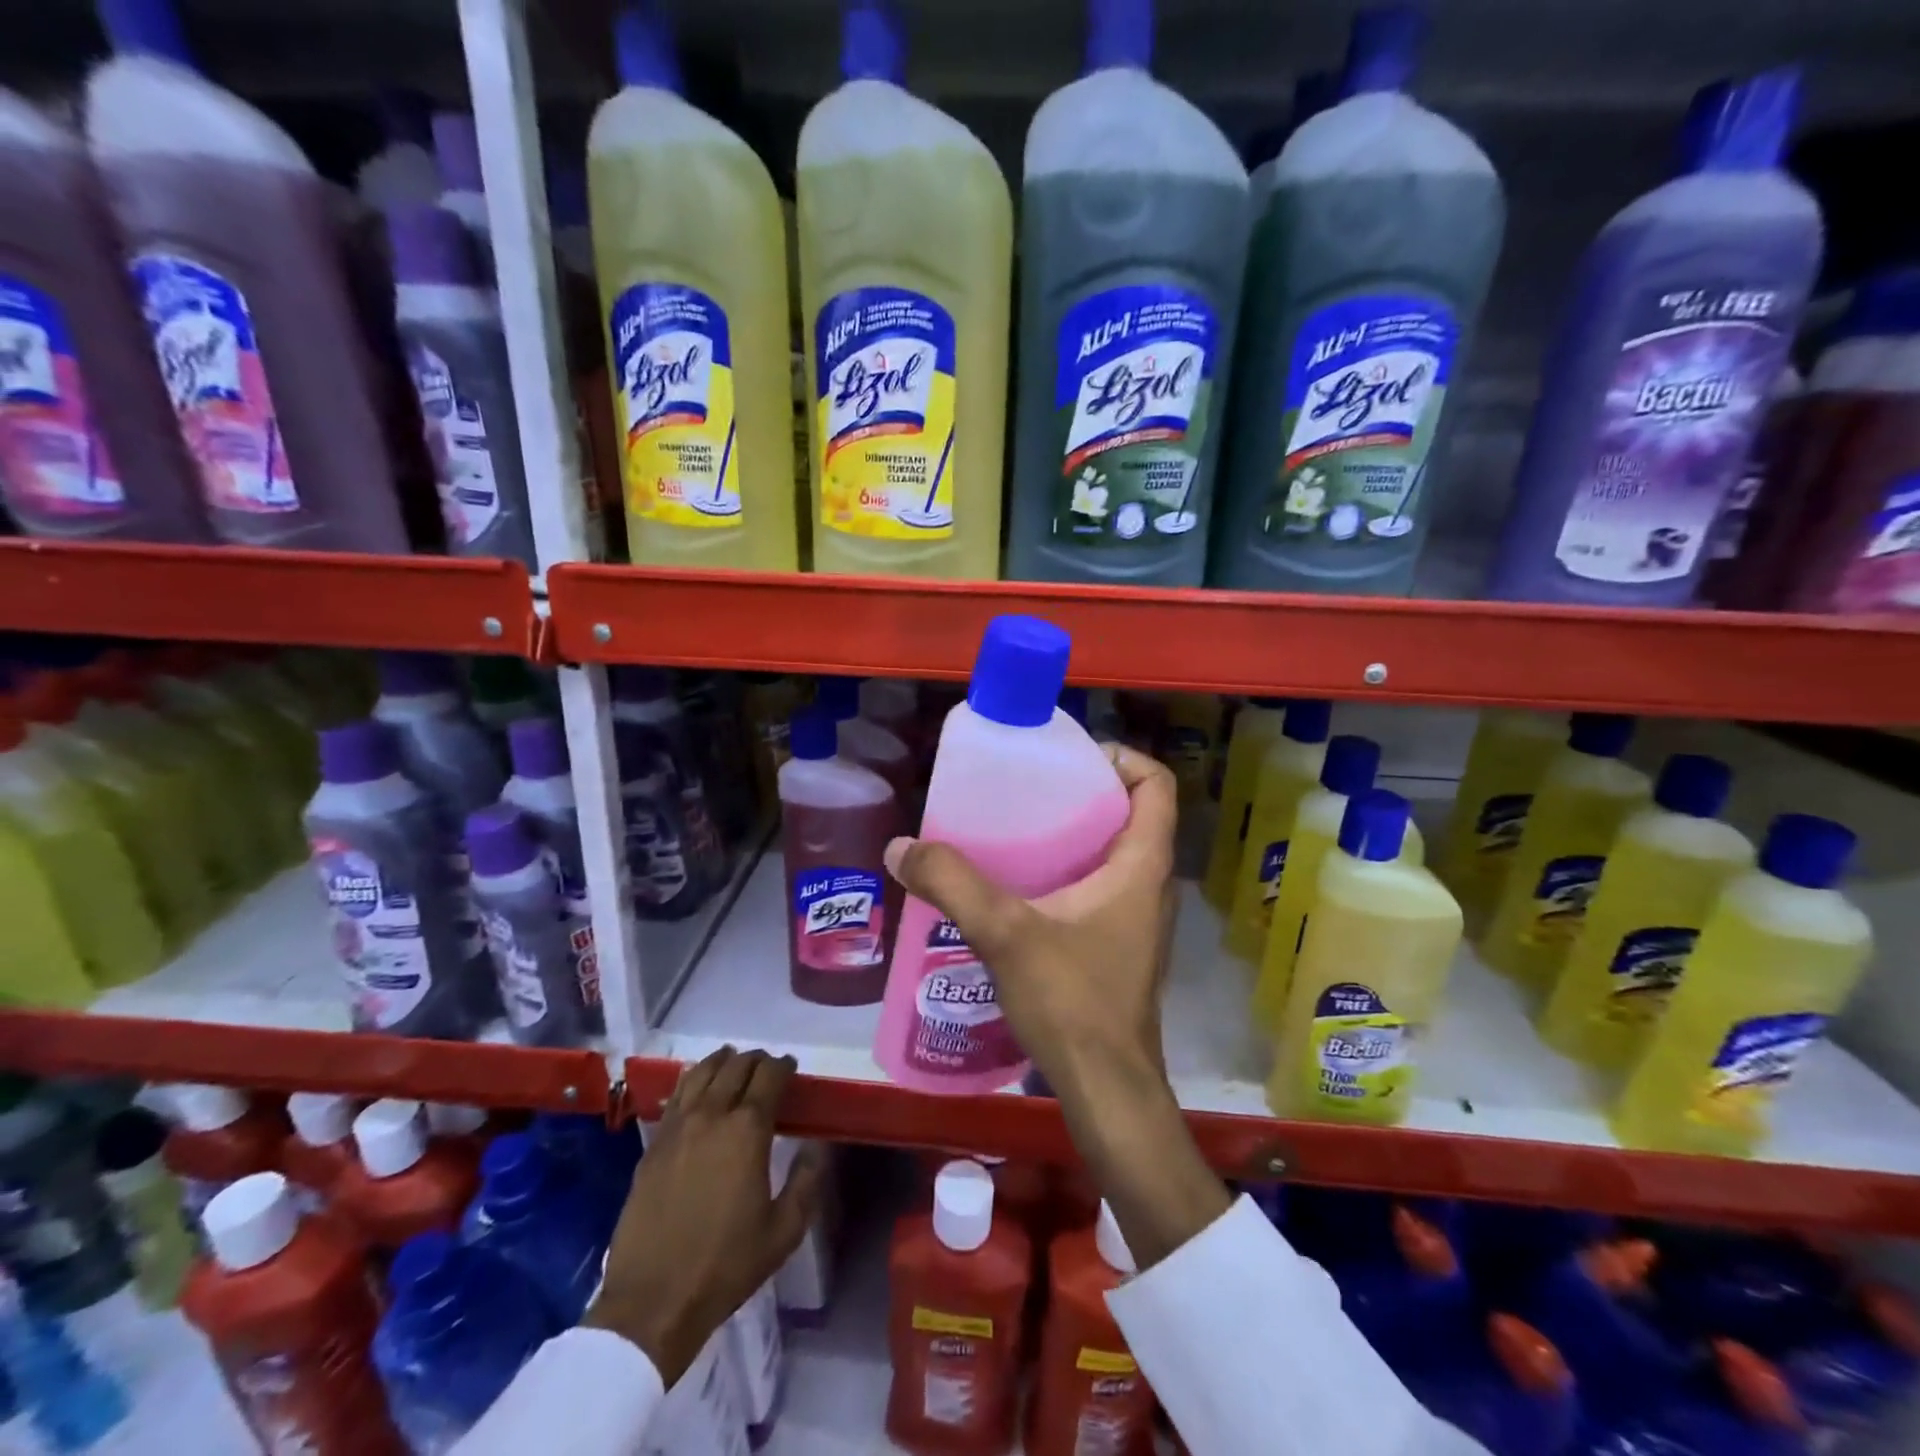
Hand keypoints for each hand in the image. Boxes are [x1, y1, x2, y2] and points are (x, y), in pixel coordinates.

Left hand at [585, 1048, 822, 1383]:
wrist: (653, 1301)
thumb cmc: (726, 1266)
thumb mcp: (784, 1231)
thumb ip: (806, 1181)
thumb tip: (815, 1146)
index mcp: (748, 1130)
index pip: (769, 1076)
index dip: (784, 1066)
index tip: (791, 1068)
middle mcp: (712, 1115)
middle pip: (736, 1066)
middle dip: (756, 1060)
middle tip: (767, 1067)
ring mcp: (678, 1127)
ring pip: (702, 1072)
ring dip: (723, 1061)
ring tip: (733, 1062)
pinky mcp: (653, 1144)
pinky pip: (677, 1095)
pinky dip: (693, 1080)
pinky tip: (698, 1087)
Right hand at [885, 743, 1178, 1092]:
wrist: (1106, 1091)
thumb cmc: (1073, 1002)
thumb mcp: (1006, 933)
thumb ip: (952, 884)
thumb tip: (901, 846)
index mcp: (1143, 866)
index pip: (1156, 785)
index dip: (1121, 758)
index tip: (1070, 758)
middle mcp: (1150, 886)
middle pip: (1131, 814)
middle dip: (1083, 792)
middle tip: (1028, 789)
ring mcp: (1138, 920)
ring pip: (1113, 854)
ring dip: (1072, 835)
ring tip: (1015, 830)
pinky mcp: (1119, 947)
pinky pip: (1098, 888)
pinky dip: (1065, 873)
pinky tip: (1017, 889)